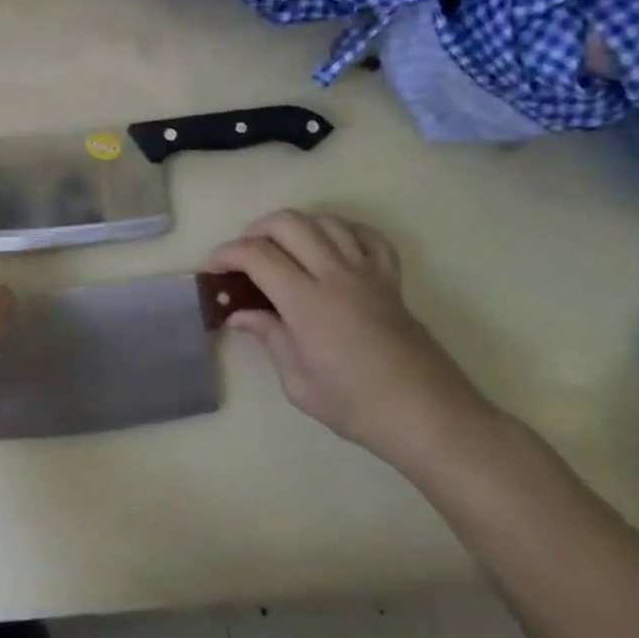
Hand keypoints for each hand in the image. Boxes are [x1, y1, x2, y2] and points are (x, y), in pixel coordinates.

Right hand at [205, 211, 486, 460]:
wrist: (428, 416)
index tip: (210, 268)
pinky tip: (330, 243)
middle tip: (243, 254)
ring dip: (296, 224)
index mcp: (307, 302)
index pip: (257, 255)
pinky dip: (343, 229)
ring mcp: (368, 273)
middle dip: (256, 229)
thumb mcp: (298, 382)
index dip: (226, 254)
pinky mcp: (391, 280)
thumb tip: (242, 315)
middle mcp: (336, 275)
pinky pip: (369, 236)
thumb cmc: (356, 405)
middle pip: (290, 224)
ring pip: (327, 222)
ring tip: (281, 245)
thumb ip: (269, 338)